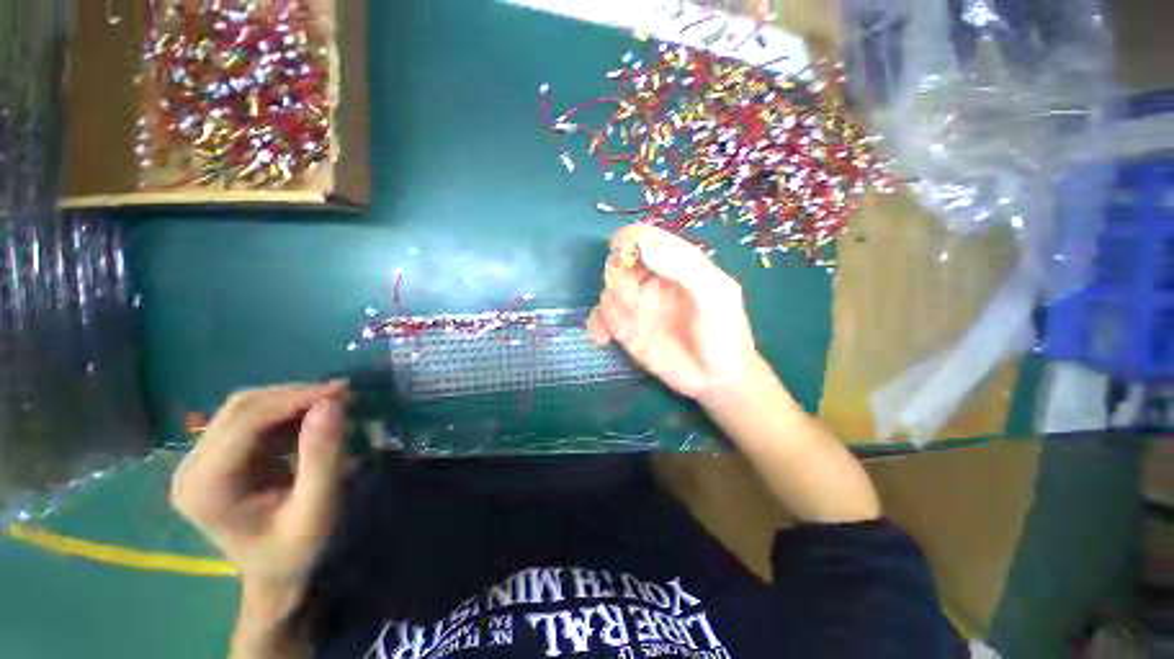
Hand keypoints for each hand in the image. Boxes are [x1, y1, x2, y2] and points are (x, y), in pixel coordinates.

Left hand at [170, 382, 349, 603]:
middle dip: (295, 396)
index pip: (245, 422)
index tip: (342, 392)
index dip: (294, 399)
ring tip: (335, 405)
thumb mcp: (317, 510)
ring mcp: (203, 461)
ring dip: (294, 401)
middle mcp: (193, 468)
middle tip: (344, 395)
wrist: (276, 576)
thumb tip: (332, 404)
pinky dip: (289, 413)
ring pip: (247, 408)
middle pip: (241, 409)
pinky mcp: (221, 457)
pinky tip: (315, 421)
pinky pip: (254, 419)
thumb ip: (323, 458)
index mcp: (205, 487)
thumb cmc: (296, 551)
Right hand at [587, 224, 760, 405]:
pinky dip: (596, 323)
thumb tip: (641, 249)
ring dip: (609, 301)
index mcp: (674, 262)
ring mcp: (636, 305)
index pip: (644, 238)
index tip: (623, 252)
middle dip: (617, 272)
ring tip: (625, 323)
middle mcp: (651, 279)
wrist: (717, 378)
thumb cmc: (724, 331)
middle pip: (619, 261)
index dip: (629, 239)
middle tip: (631, 294)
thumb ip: (683, 266)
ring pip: (608, 288)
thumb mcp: (716, 293)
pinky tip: (602, 336)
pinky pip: (600, 317)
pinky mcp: (625, 329)